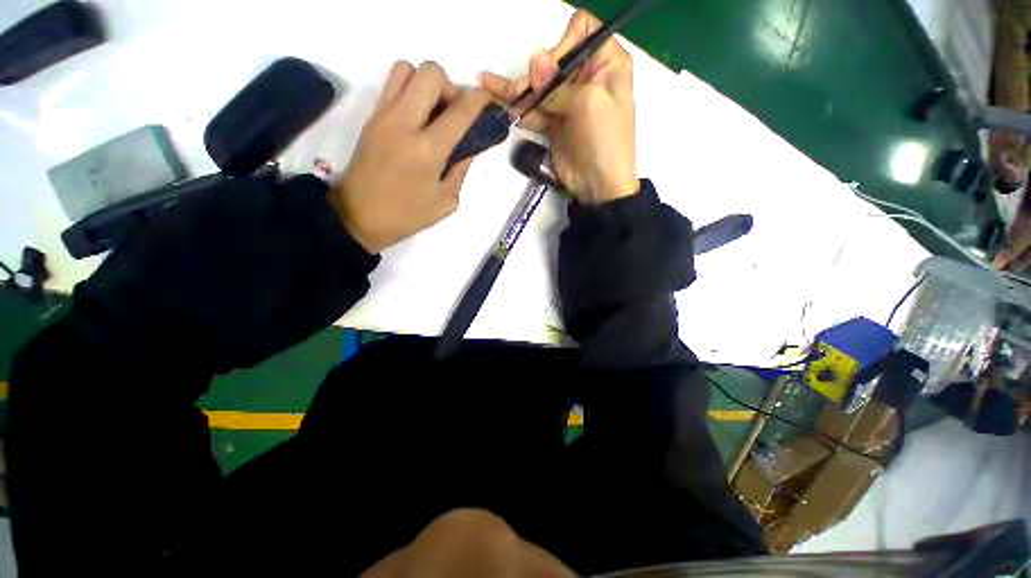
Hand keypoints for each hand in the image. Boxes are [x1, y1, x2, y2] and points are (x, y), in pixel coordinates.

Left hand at [330, 61, 491, 252]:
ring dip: (427, 84)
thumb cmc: (407, 216)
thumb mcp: (446, 201)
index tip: (487, 103)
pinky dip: (410, 90)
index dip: (480, 101)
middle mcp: (404, 123)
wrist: (358, 216)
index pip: (460, 110)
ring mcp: (383, 116)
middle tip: (453, 114)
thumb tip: (470, 144)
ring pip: (408, 69)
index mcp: (428, 151)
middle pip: (432, 73)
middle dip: (451, 87)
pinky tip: (417, 118)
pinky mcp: (371, 117)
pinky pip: (392, 85)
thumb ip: (461, 168)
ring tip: (433, 113)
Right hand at [480, 10, 637, 204]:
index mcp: (606, 63)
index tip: (553, 72)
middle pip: (553, 61)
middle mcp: (587, 77)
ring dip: (517, 90)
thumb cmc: (604, 140)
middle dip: (534, 76)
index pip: (581, 32)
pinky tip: (501, 106)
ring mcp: (568, 102)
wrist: (599, 185)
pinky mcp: (555, 123)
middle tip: (517, 92)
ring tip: (489, 87)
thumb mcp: (588, 103)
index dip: (563, 47)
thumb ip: (559, 84)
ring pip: (540, 88)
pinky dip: (519, 111)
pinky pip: (534, 112)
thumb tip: (535, 59)